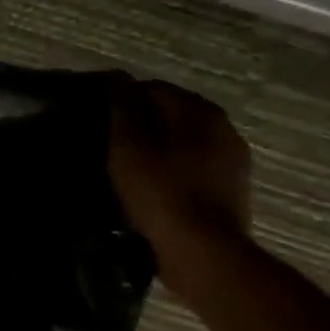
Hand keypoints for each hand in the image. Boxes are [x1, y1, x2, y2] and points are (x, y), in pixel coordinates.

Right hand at [109, 76, 252, 270]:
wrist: (202, 253)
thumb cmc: (160, 192)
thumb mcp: (129, 144)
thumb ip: (123, 106)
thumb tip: (119, 78)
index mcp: (201, 111)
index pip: (152, 88)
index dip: (121, 99)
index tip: (97, 117)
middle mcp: (224, 129)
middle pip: (171, 115)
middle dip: (141, 123)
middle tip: (107, 143)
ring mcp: (232, 162)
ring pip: (182, 142)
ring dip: (157, 149)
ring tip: (126, 167)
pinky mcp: (231, 192)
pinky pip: (192, 169)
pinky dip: (171, 171)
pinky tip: (150, 188)